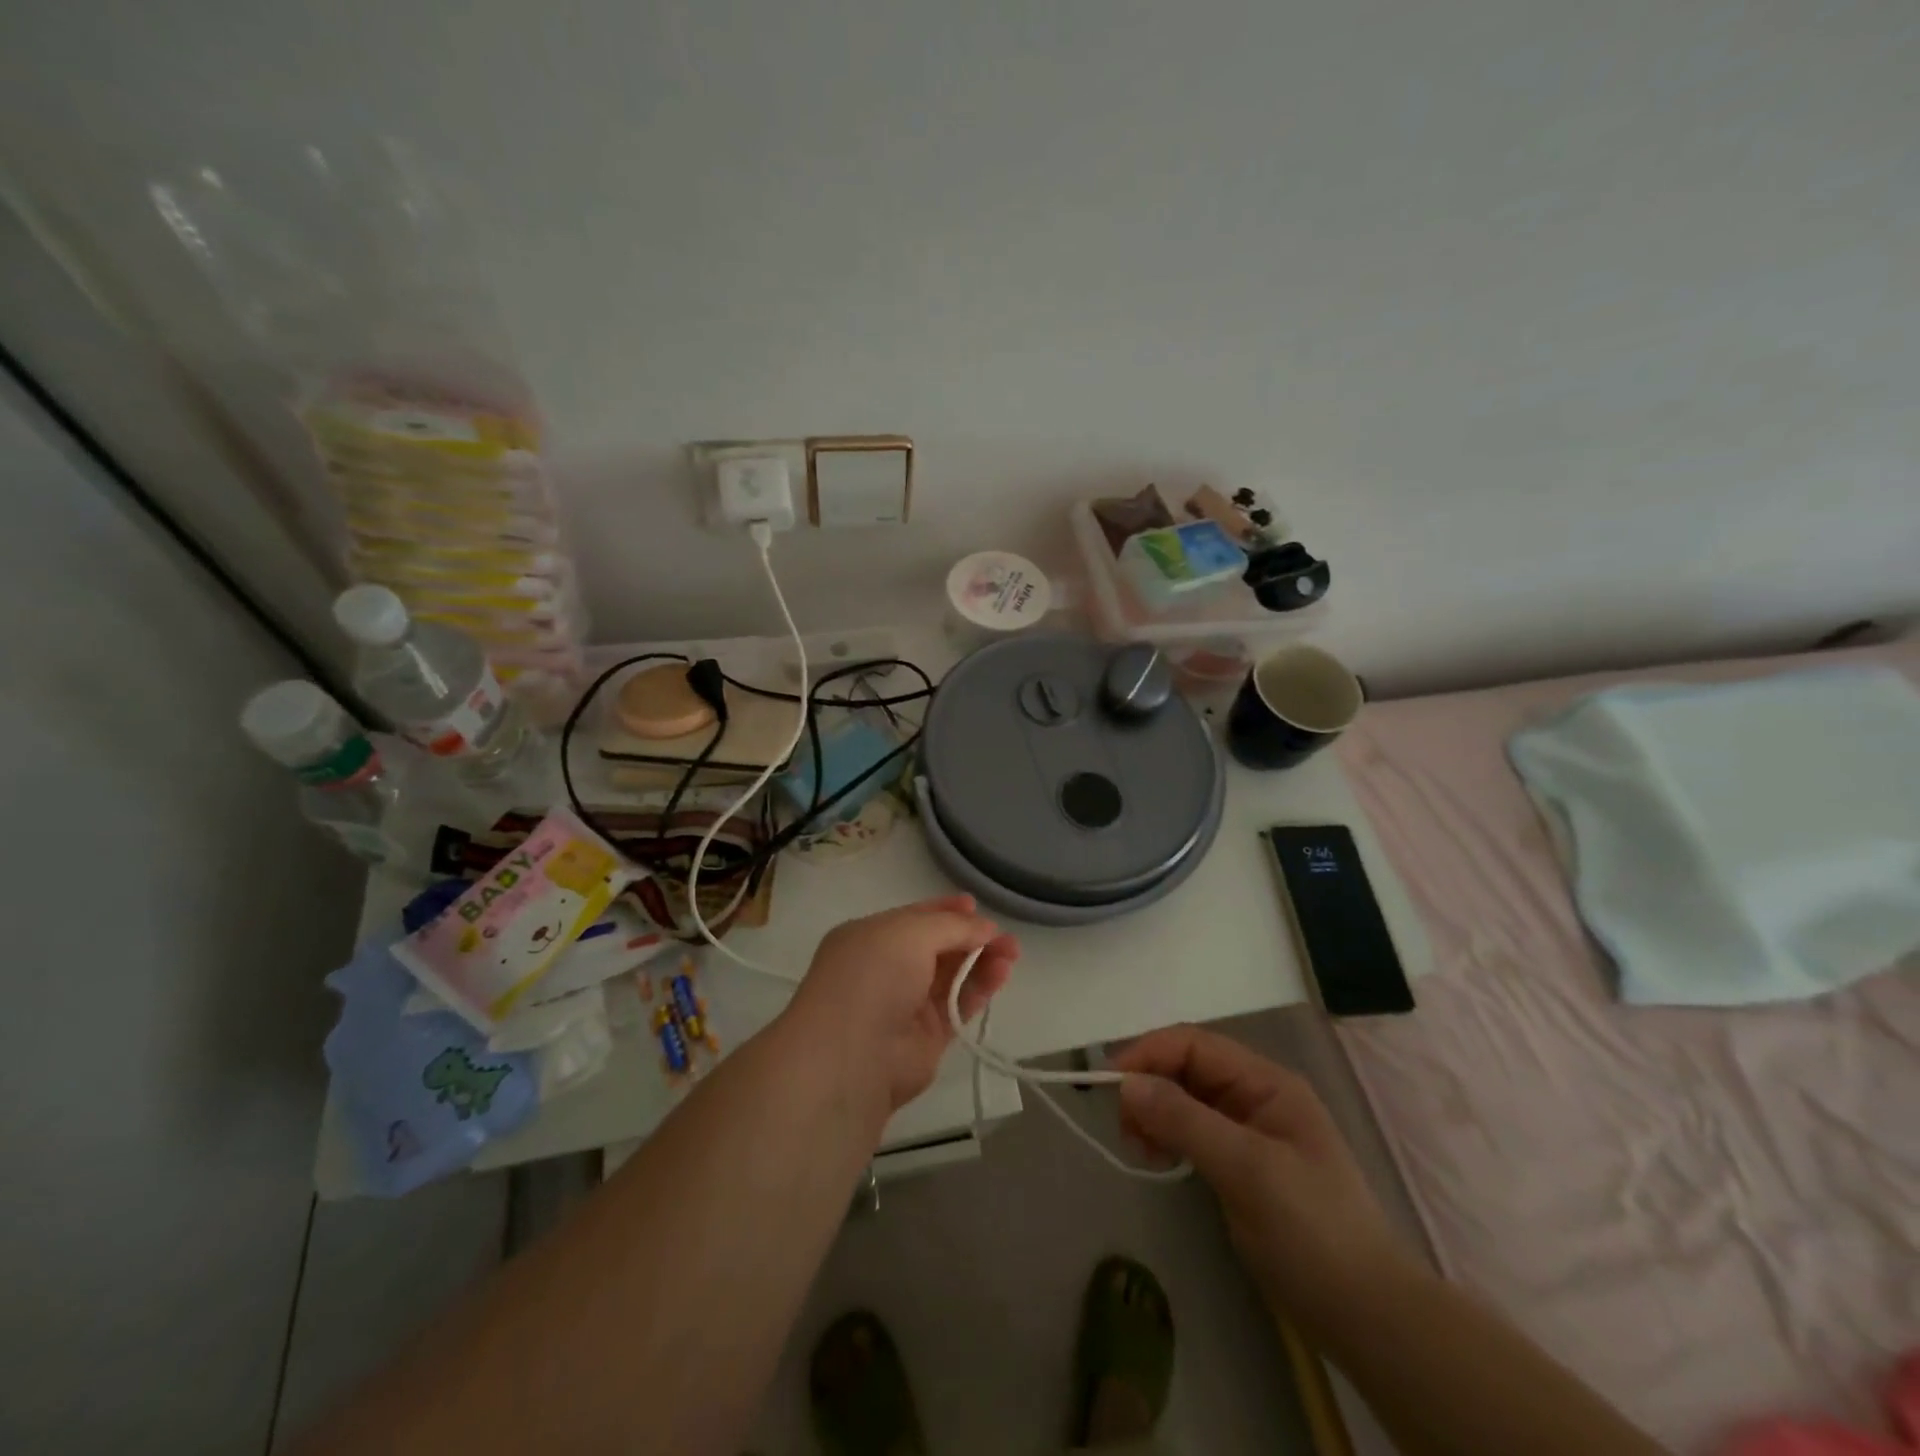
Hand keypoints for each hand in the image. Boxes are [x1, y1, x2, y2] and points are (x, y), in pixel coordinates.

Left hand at [788, 896, 1020, 1116]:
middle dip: (971, 937)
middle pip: (938, 946)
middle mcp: (887, 968)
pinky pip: (960, 1004)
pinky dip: (981, 987)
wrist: (853, 1056)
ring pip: (953, 975)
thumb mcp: (910, 933)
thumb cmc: (873, 976)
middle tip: (1005, 936)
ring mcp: (907, 1003)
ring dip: (982, 961)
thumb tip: (985, 927)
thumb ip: (952, 926)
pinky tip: (1002, 973)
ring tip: (1011, 953)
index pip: (914, 918)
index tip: (975, 905)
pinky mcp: (928, 1035)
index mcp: (870, 937)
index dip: (945, 911)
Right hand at [1114, 1025, 1412, 1333]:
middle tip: (1124, 1128)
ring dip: (1155, 1113)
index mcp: (1266, 1082)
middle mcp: (1256, 1096)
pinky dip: (1168, 1137)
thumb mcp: (1247, 1169)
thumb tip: (1126, 1084)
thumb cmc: (1312, 1231)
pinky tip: (1158, 1158)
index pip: (1195, 1045)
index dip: (1149, 1053)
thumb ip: (1185, 1119)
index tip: (1109, 1082)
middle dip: (1149, 1086)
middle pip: (1187, 1068)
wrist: (1368, 1318)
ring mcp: (1249, 1132)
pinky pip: (1192, 1131)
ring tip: (1140, 1148)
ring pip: (1185, 1099)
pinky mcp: (1241, 1166)